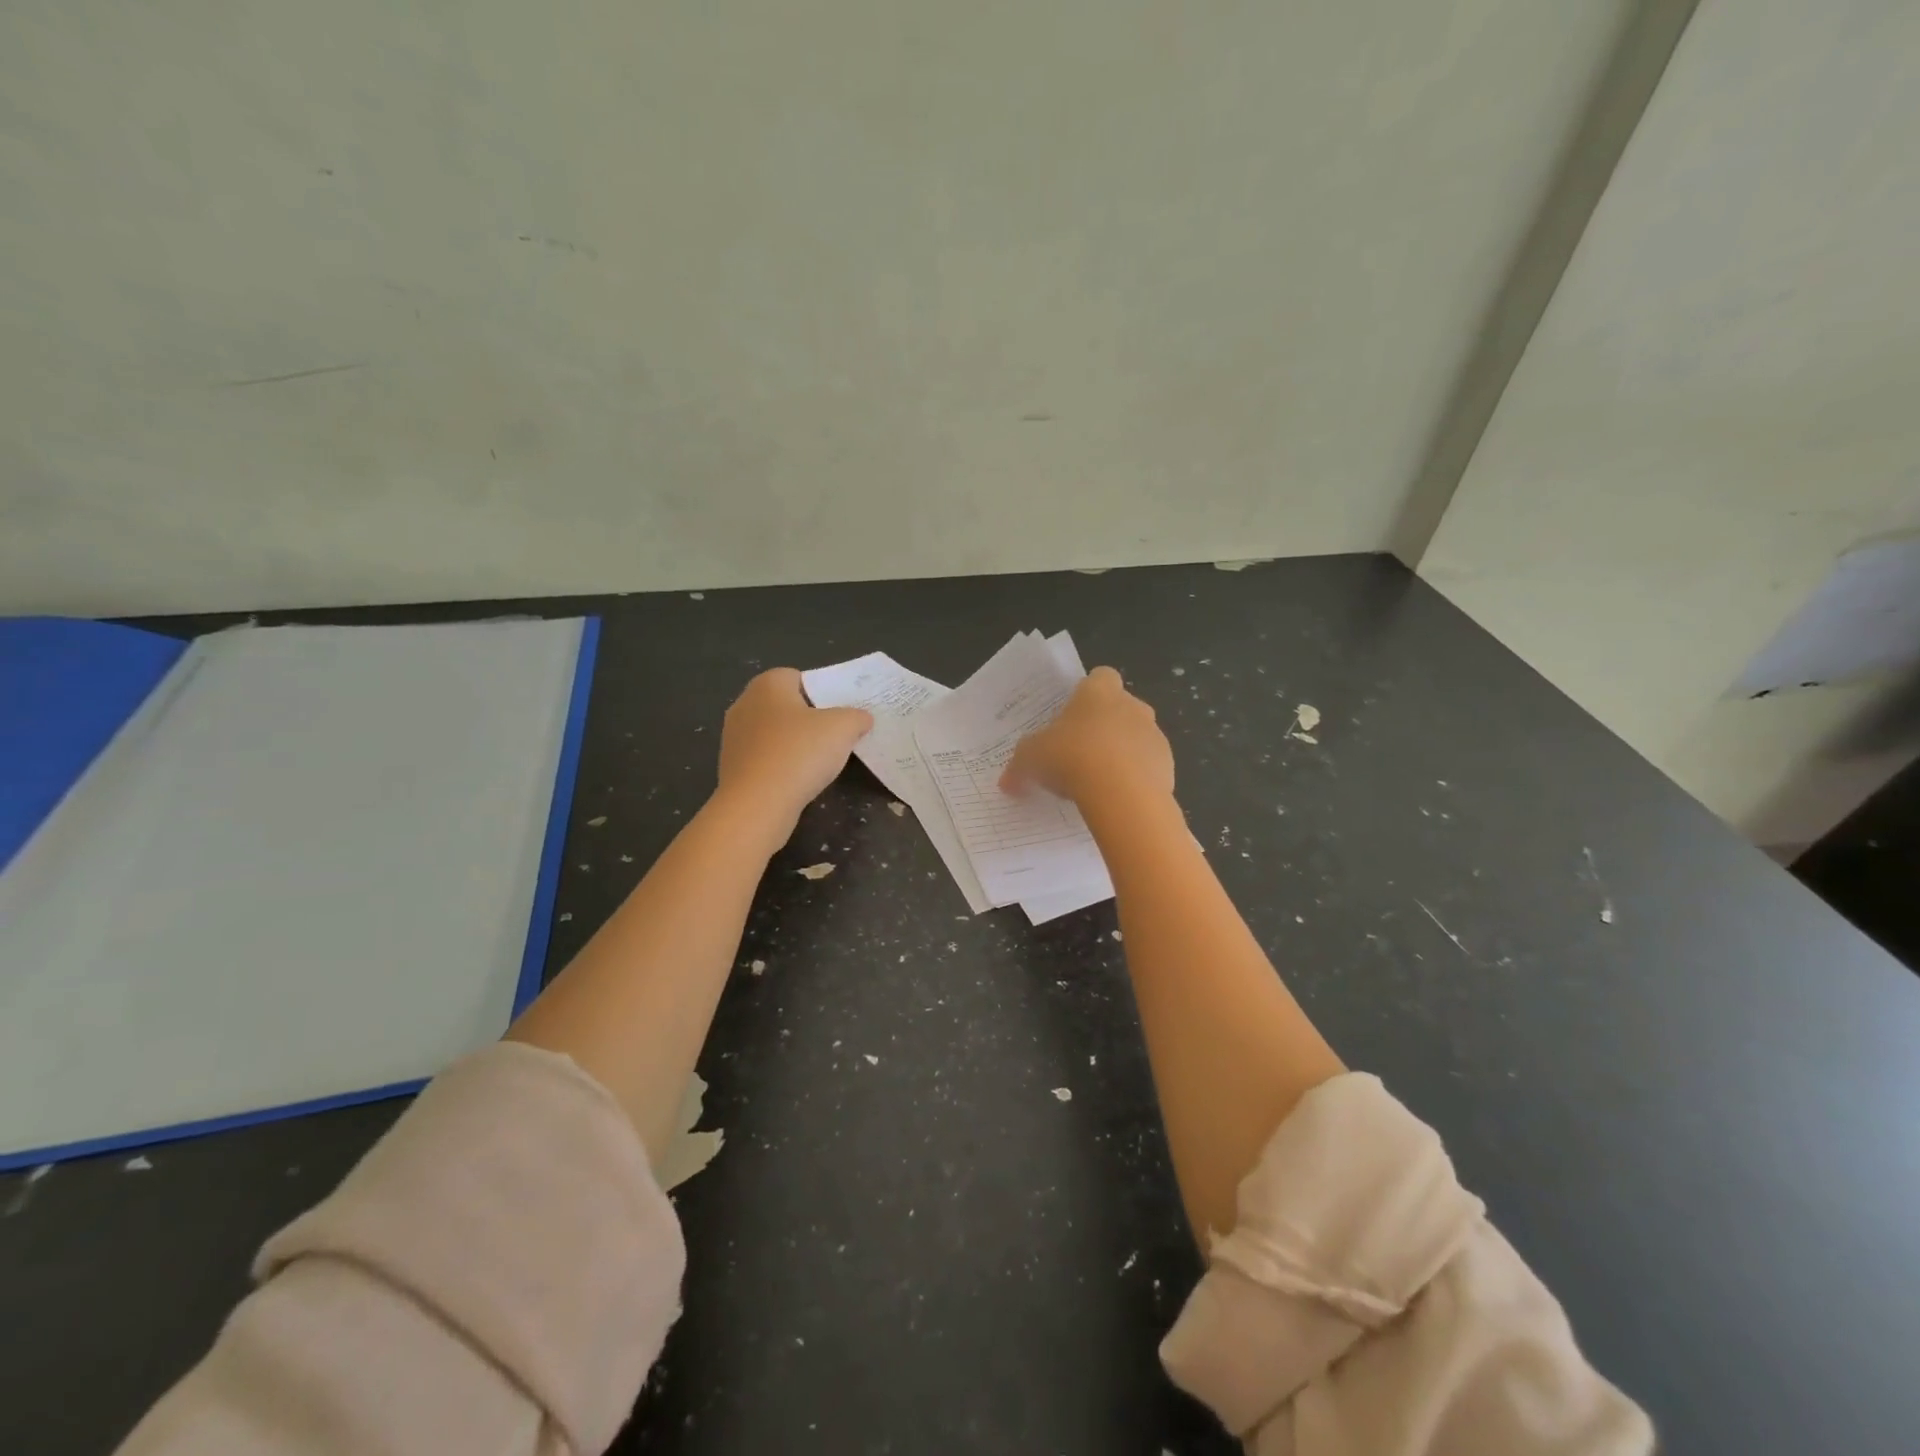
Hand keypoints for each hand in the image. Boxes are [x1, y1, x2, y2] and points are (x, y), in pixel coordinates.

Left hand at [715, 669, 872, 842]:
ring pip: (774, 733)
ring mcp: (734, 737)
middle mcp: (744, 703)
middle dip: (809, 719)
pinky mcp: (731, 766)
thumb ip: (857, 717)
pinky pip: (765, 757)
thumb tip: (861, 718)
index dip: (822, 692)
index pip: (798, 677)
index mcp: (767, 684)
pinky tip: (798, 780)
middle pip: (786, 705)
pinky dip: (781, 765)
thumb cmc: (799, 753)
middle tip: (835, 736)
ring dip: (794, 744)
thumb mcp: (843, 728)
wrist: (757, 804)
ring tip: (819, 762)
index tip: (840, 713)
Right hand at [1000, 666, 1173, 807]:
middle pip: (1120, 707)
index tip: (1072, 714)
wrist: (1121, 794)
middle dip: (1103, 726)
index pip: (1100, 676)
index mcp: (1099, 691)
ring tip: (1096, 782)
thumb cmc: (1071, 758)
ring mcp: (1154, 735)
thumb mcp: (1031, 759)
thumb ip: (1019, 766)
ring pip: (1136, 738)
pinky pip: (1148, 767)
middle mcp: (1132, 705)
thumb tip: (1007, 782)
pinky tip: (1115, 798)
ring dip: (1121, 753)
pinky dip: (1135, 779)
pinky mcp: (1168, 765)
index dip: (1087, 693)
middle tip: (1078, 752)